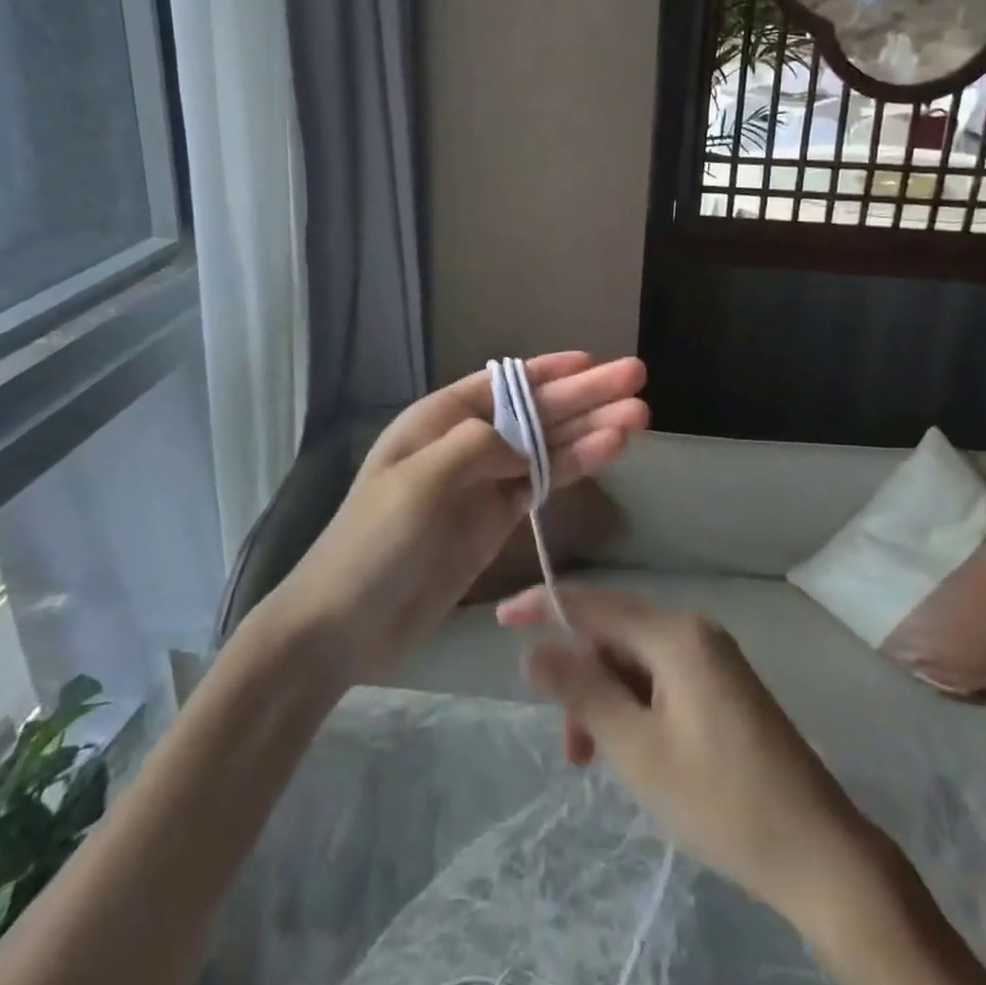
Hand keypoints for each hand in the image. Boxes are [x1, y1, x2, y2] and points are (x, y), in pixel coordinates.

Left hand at [268, 354, 647, 683]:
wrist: (346, 624)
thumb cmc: (374, 543)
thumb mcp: (418, 482)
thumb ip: (476, 447)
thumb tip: (526, 439)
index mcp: (437, 421)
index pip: (501, 384)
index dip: (548, 371)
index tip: (592, 361)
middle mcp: (464, 444)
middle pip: (534, 411)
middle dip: (583, 395)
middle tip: (636, 379)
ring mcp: (483, 484)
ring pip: (546, 446)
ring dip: (590, 429)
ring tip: (639, 416)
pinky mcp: (495, 521)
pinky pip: (541, 484)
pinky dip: (574, 467)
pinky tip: (609, 451)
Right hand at [497, 586, 866, 923]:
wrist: (821, 855)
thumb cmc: (721, 800)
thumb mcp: (637, 750)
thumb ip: (582, 691)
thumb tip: (535, 650)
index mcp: (675, 634)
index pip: (593, 604)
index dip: (543, 607)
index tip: (500, 620)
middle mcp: (694, 631)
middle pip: (613, 636)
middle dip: (580, 680)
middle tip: (568, 745)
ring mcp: (713, 658)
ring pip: (635, 662)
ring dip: (606, 702)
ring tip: (595, 762)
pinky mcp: (723, 687)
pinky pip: (660, 680)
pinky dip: (634, 708)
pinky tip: (631, 751)